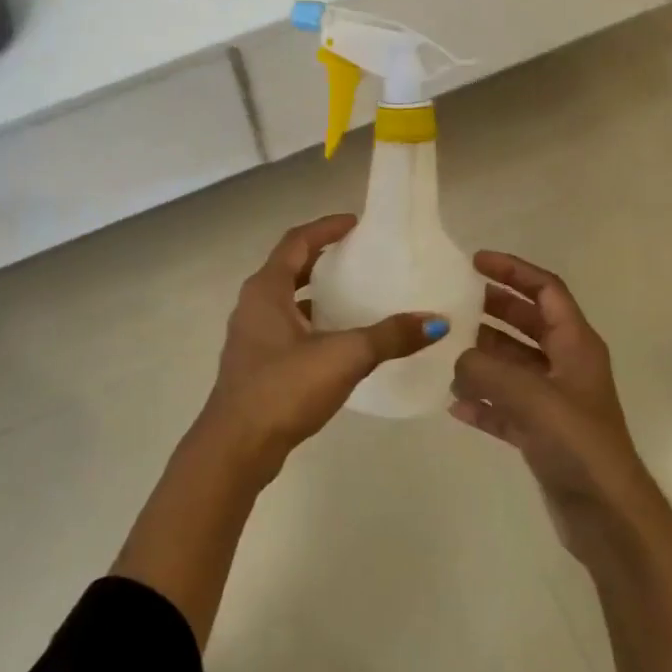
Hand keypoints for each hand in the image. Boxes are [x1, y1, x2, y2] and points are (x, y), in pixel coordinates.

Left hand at [198, 214, 448, 481]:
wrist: (236, 448)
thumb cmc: (283, 388)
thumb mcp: (343, 356)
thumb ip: (389, 337)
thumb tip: (436, 321)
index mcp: (266, 290)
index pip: (296, 242)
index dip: (325, 228)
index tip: (356, 223)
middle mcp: (254, 306)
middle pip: (290, 268)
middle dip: (323, 259)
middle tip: (359, 256)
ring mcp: (252, 337)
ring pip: (288, 301)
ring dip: (317, 294)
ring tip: (355, 295)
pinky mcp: (256, 365)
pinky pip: (288, 329)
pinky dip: (312, 323)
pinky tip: (339, 340)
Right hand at [451, 252, 653, 560]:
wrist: (607, 516)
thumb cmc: (577, 443)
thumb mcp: (529, 396)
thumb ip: (485, 370)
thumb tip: (454, 360)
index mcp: (576, 344)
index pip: (546, 290)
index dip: (514, 270)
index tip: (476, 262)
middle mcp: (566, 365)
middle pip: (527, 323)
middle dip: (492, 309)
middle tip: (452, 302)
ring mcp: (553, 401)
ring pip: (513, 365)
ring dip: (481, 357)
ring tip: (443, 352)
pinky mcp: (541, 433)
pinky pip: (505, 406)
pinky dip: (482, 402)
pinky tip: (453, 405)